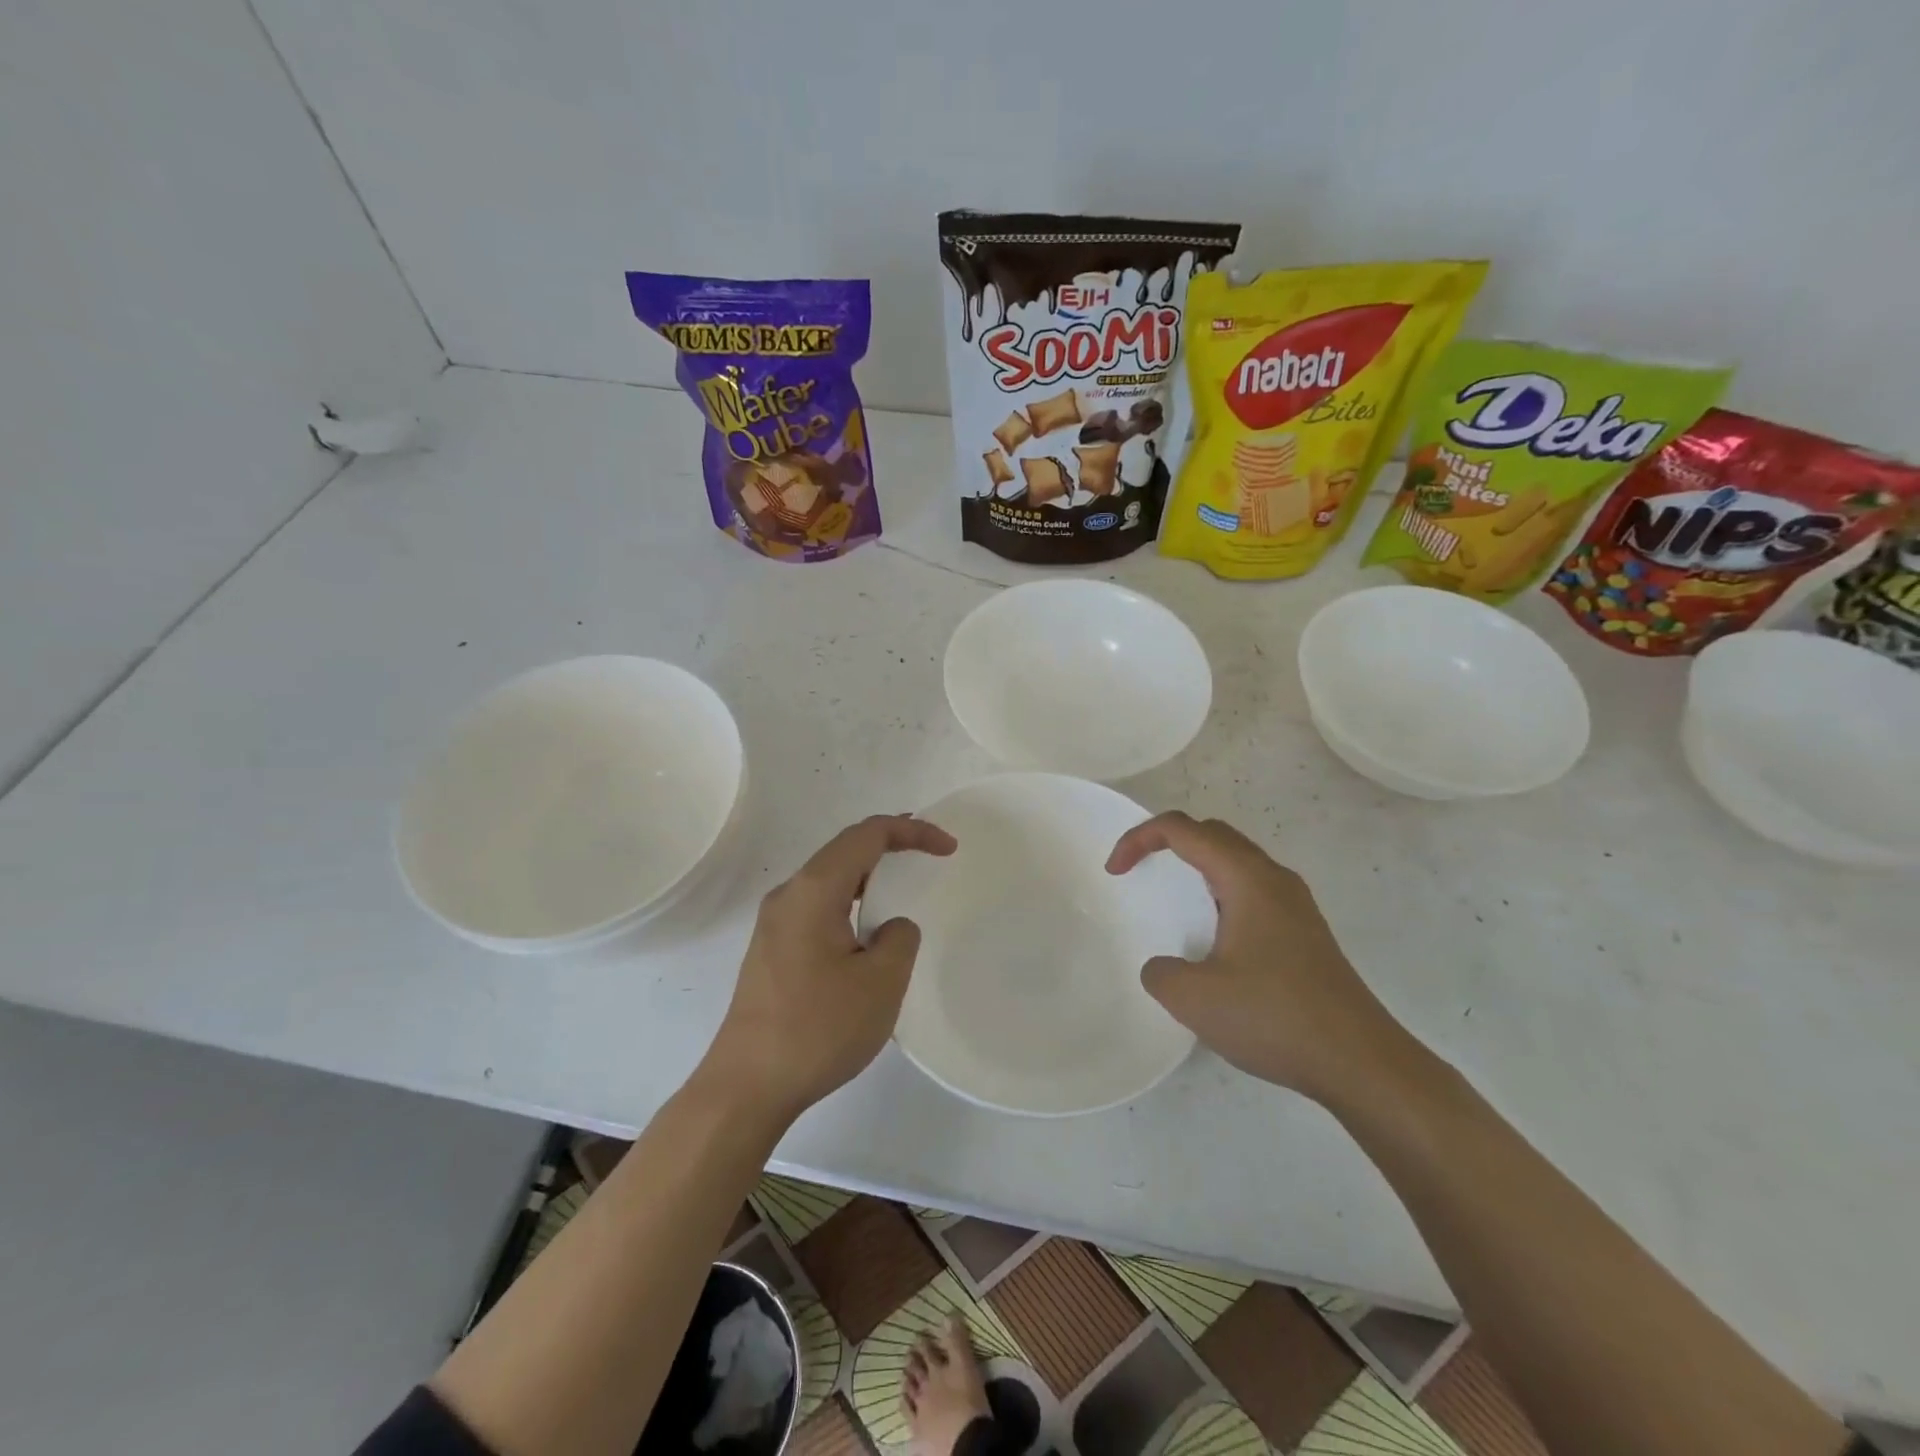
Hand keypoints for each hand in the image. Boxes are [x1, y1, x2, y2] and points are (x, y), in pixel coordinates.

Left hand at [704, 814, 956, 1119]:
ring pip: (830, 879)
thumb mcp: (880, 982)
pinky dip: (851, 901)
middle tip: (929, 851)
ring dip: (869, 874)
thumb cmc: (818, 1029)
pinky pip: (819, 906)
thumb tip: (889, 927)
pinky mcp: (772, 951)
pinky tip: (867, 929)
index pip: (866, 835)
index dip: (911, 831)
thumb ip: (899, 938)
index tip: (947, 848)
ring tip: (903, 883)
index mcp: (813, 890)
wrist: (747, 1087)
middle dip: (889, 843)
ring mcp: (775, 924)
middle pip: (844, 850)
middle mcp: (789, 896)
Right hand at [1106, 812, 1409, 1105]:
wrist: (1361, 1063)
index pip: (1183, 830)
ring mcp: (1295, 905)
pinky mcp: (1305, 932)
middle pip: (1213, 834)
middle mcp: (1274, 880)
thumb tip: (1164, 968)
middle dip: (1168, 841)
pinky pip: (1253, 890)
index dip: (1140, 839)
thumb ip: (1161, 973)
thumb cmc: (1275, 1018)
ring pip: (1237, 861)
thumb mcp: (1195, 999)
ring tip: (1173, 900)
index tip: (1115, 872)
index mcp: (1247, 879)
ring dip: (1198, 866)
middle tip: (1140, 870)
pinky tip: (1214, 938)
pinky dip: (1220, 892)